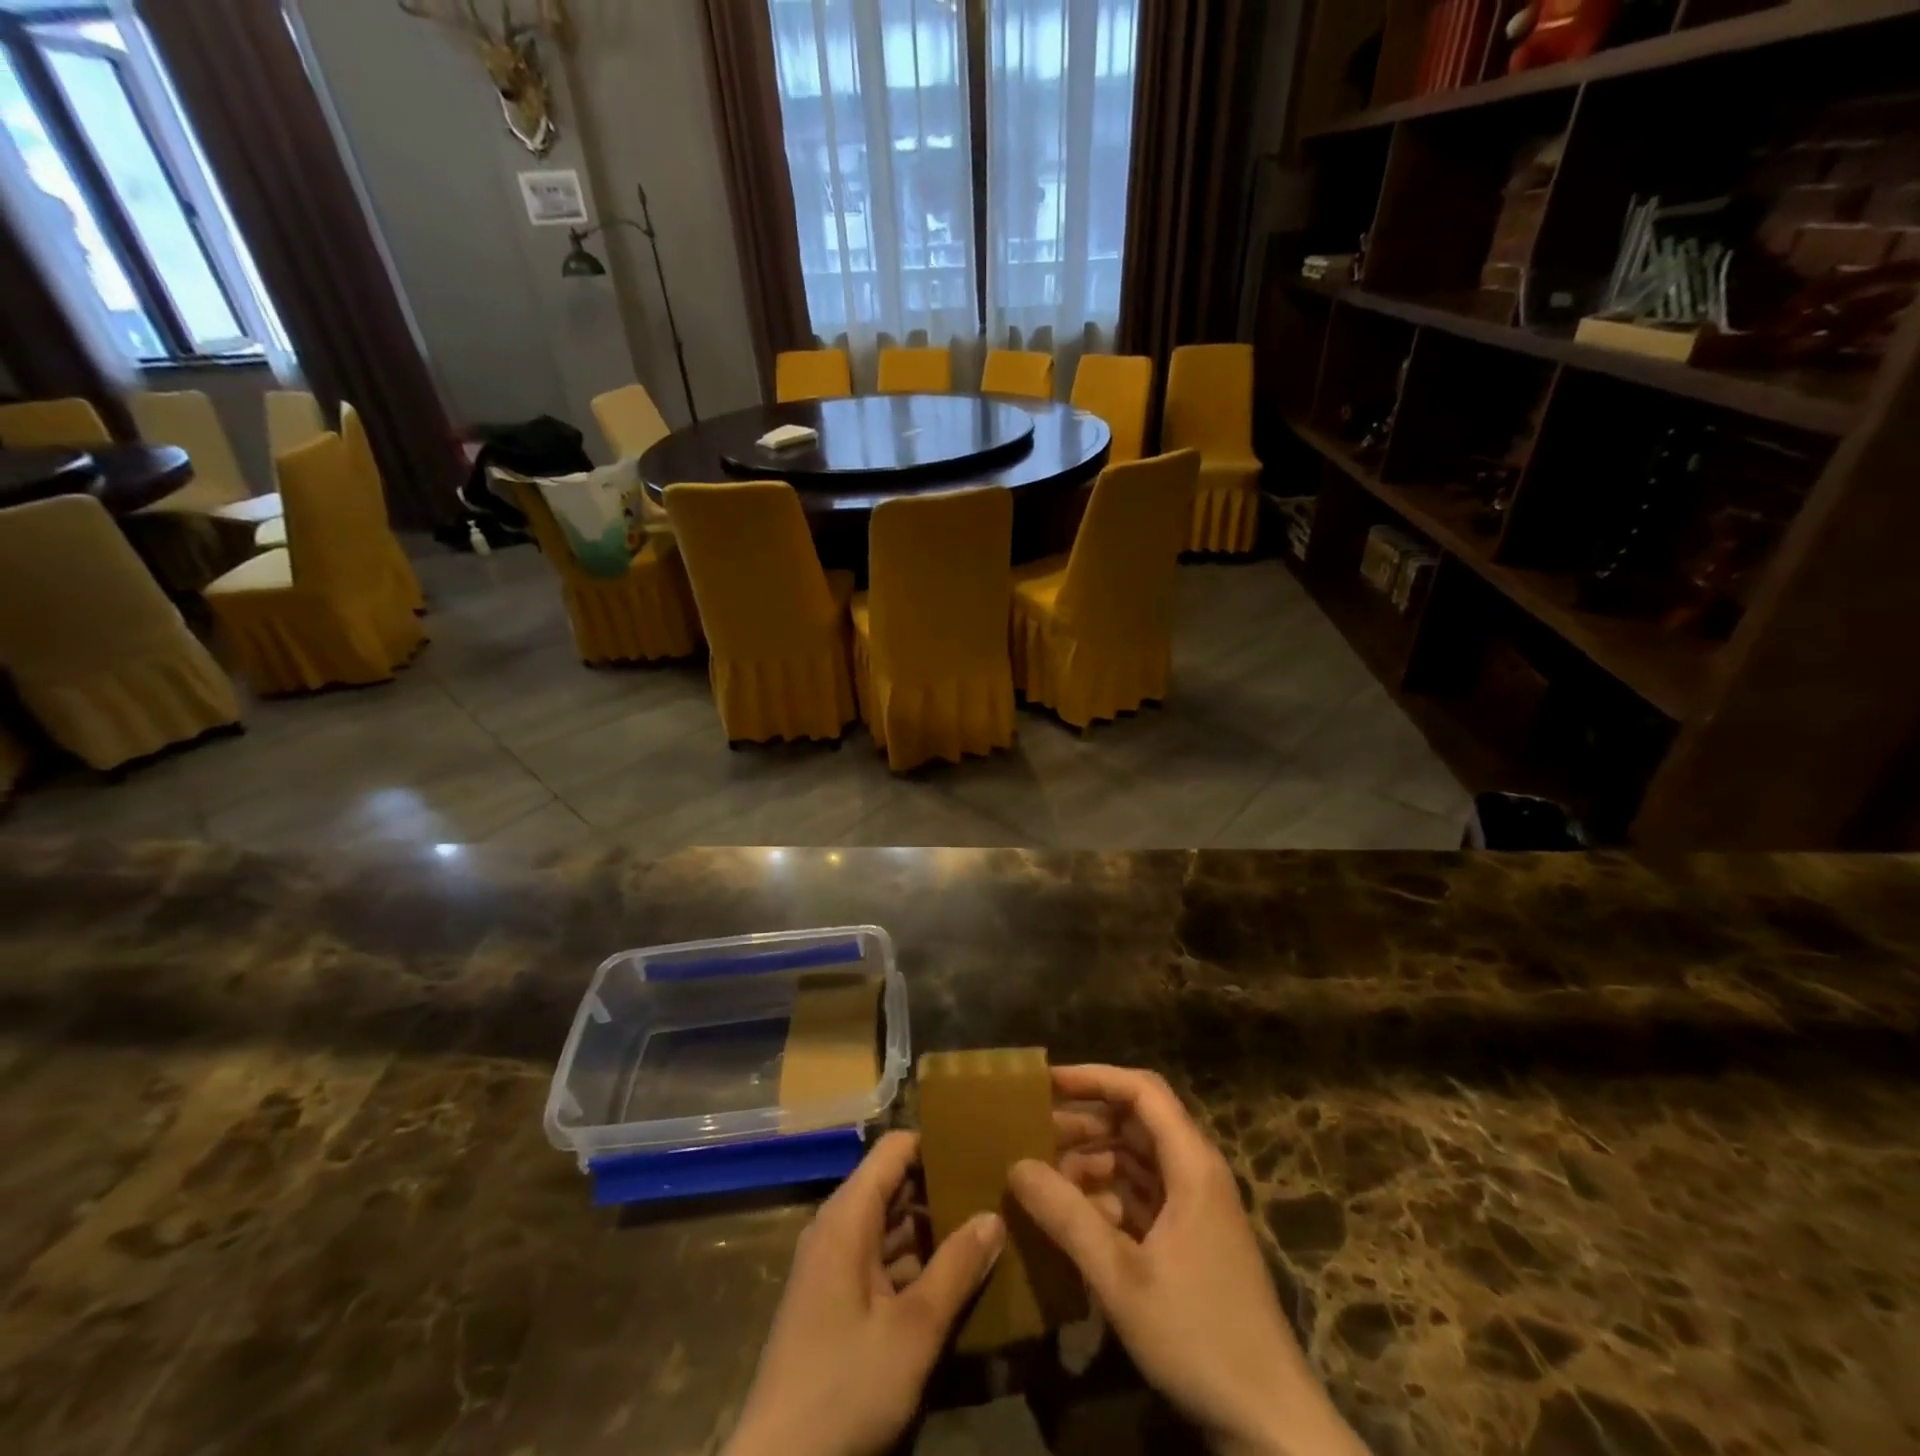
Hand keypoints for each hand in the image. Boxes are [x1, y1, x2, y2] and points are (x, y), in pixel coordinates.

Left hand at [724, 1130, 1004, 1455]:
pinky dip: (916, 1265)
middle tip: (996, 1191)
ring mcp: (835, 1268)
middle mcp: (838, 1230)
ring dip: (933, 1231)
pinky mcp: (837, 1304)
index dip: (936, 1143)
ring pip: (892, 1228)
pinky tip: (957, 1280)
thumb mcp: (912, 1330)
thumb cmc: (844, 1386)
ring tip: (987, 1228)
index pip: (895, 1149)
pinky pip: (882, 1263)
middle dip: (942, 1189)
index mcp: (847, 1217)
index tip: (981, 1150)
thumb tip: (994, 1215)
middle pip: (895, 1186)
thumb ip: (956, 1268)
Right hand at [1014, 1066, 1367, 1455]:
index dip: (1094, 1077)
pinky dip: (1108, 1196)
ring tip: (1044, 1174)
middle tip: (1033, 1130)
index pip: (1141, 1091)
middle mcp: (1196, 1173)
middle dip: (1085, 1120)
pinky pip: (1143, 1196)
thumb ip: (1067, 1216)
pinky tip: (1075, 1217)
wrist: (1269, 1424)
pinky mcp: (1190, 1240)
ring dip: (1093, 1160)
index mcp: (1192, 1164)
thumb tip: (1016, 1165)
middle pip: (1137, 1121)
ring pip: (1137, 1159)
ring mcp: (1195, 1208)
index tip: (1046, 1082)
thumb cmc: (1199, 1336)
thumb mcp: (1121, 1276)